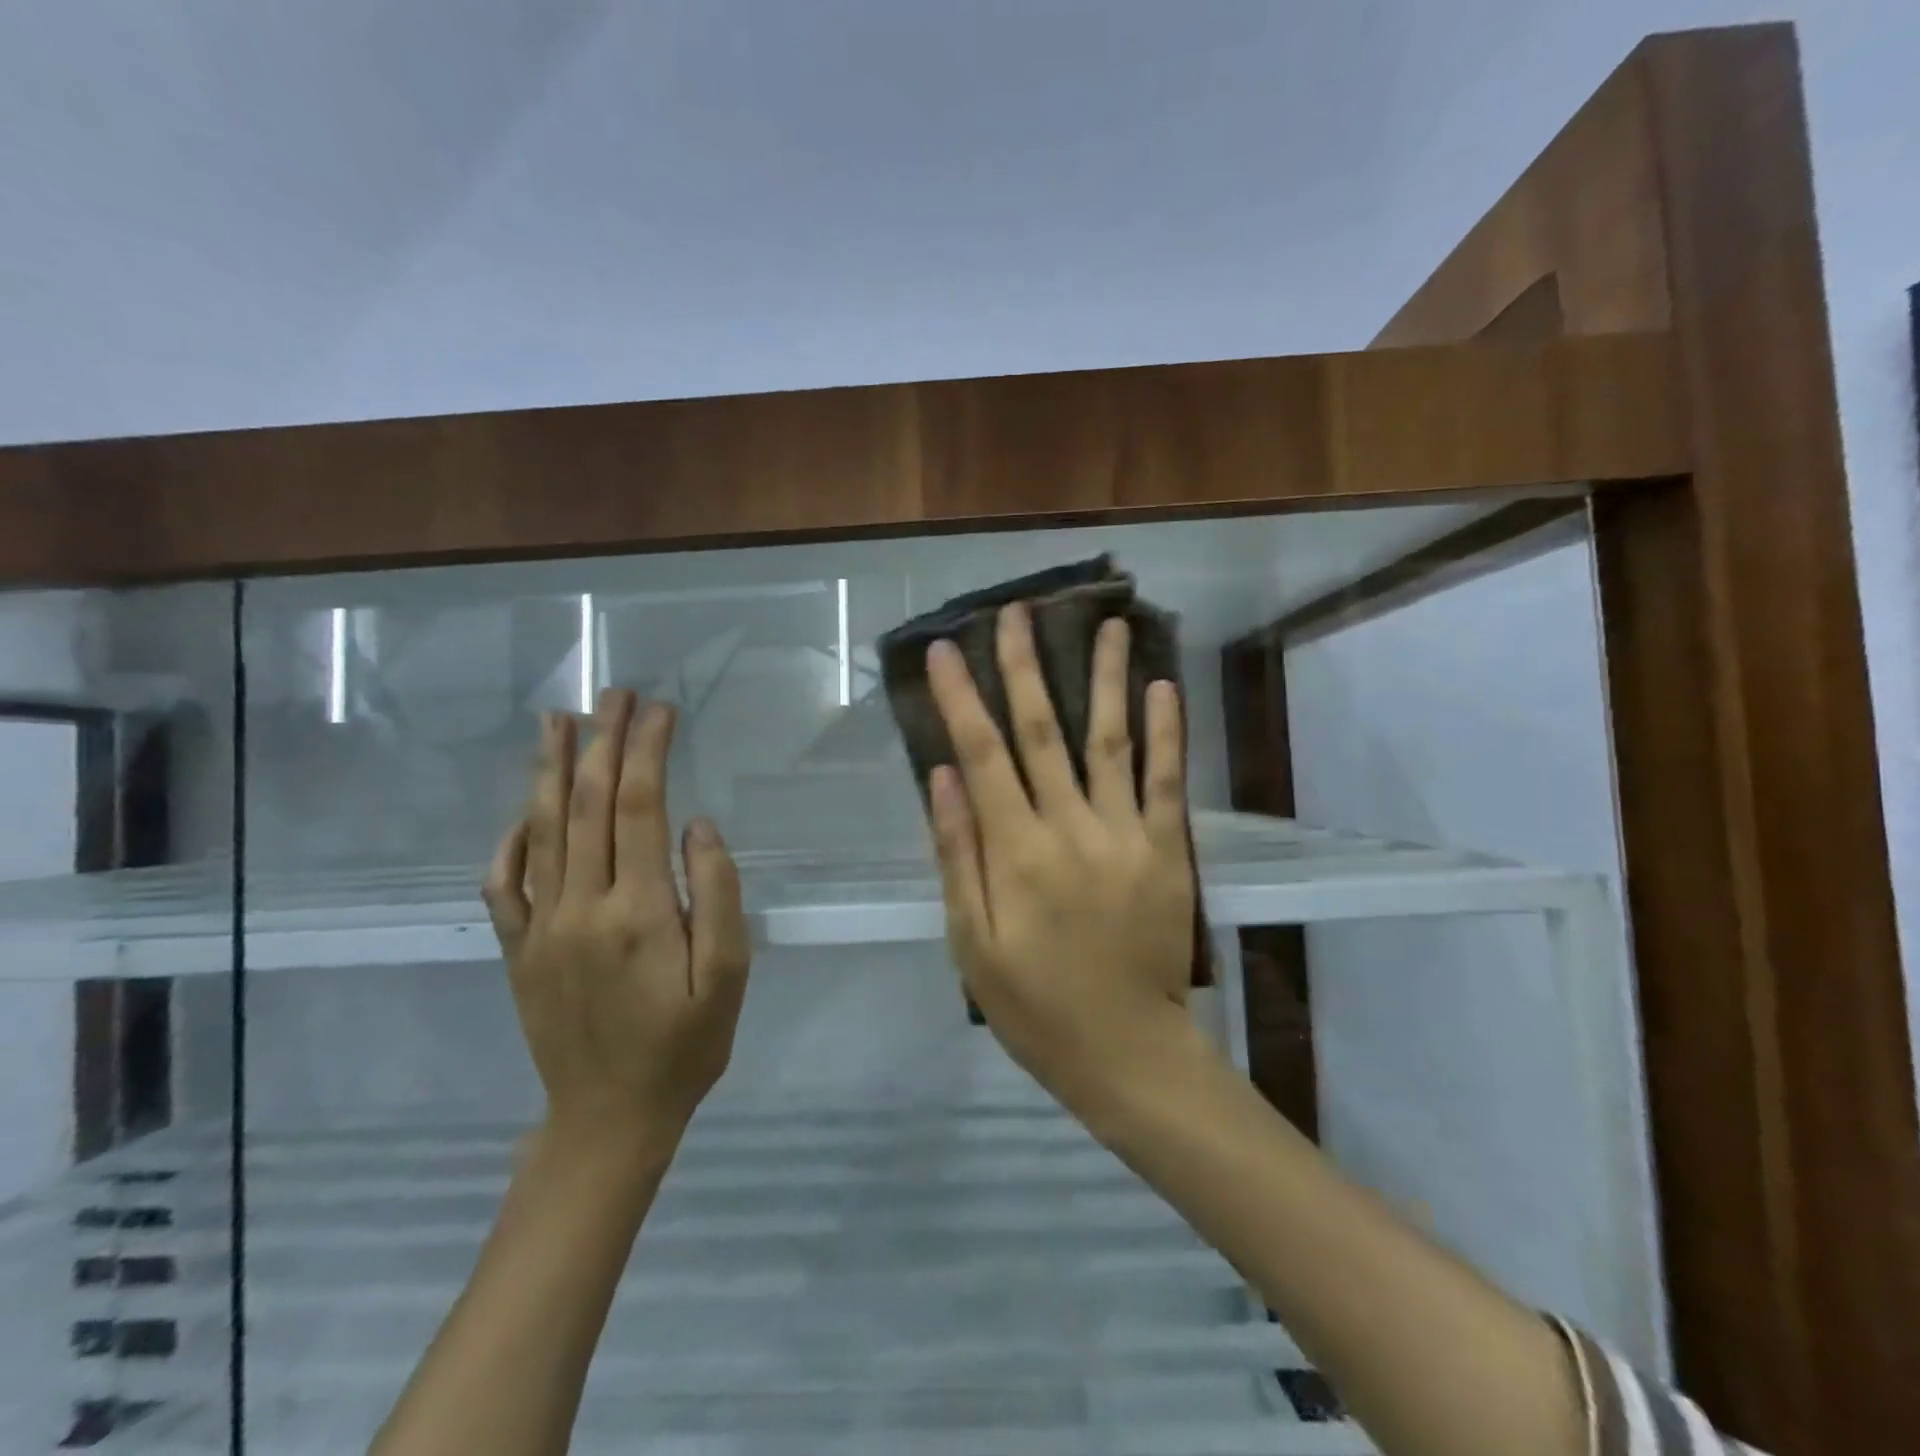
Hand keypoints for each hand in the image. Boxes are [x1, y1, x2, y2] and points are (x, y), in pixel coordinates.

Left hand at [482, 689, 751, 1146]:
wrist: (609, 1117)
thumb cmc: (685, 1046)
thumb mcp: (729, 977)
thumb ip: (717, 896)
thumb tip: (697, 825)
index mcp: (638, 911)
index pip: (638, 806)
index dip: (646, 750)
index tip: (660, 709)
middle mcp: (579, 906)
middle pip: (587, 804)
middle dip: (602, 741)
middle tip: (614, 693)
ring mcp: (539, 927)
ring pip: (540, 830)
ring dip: (551, 770)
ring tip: (559, 721)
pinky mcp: (517, 949)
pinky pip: (502, 882)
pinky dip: (510, 838)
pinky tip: (524, 809)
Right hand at [925, 603, 1198, 1114]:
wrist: (1128, 1052)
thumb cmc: (1035, 1005)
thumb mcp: (972, 944)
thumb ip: (959, 857)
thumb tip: (943, 778)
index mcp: (1017, 853)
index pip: (982, 756)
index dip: (963, 699)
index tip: (947, 650)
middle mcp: (1071, 829)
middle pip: (1043, 732)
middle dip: (1026, 667)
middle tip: (1017, 612)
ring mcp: (1127, 835)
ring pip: (1111, 741)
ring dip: (1106, 679)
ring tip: (1107, 625)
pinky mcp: (1168, 850)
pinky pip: (1167, 781)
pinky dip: (1166, 732)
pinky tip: (1162, 687)